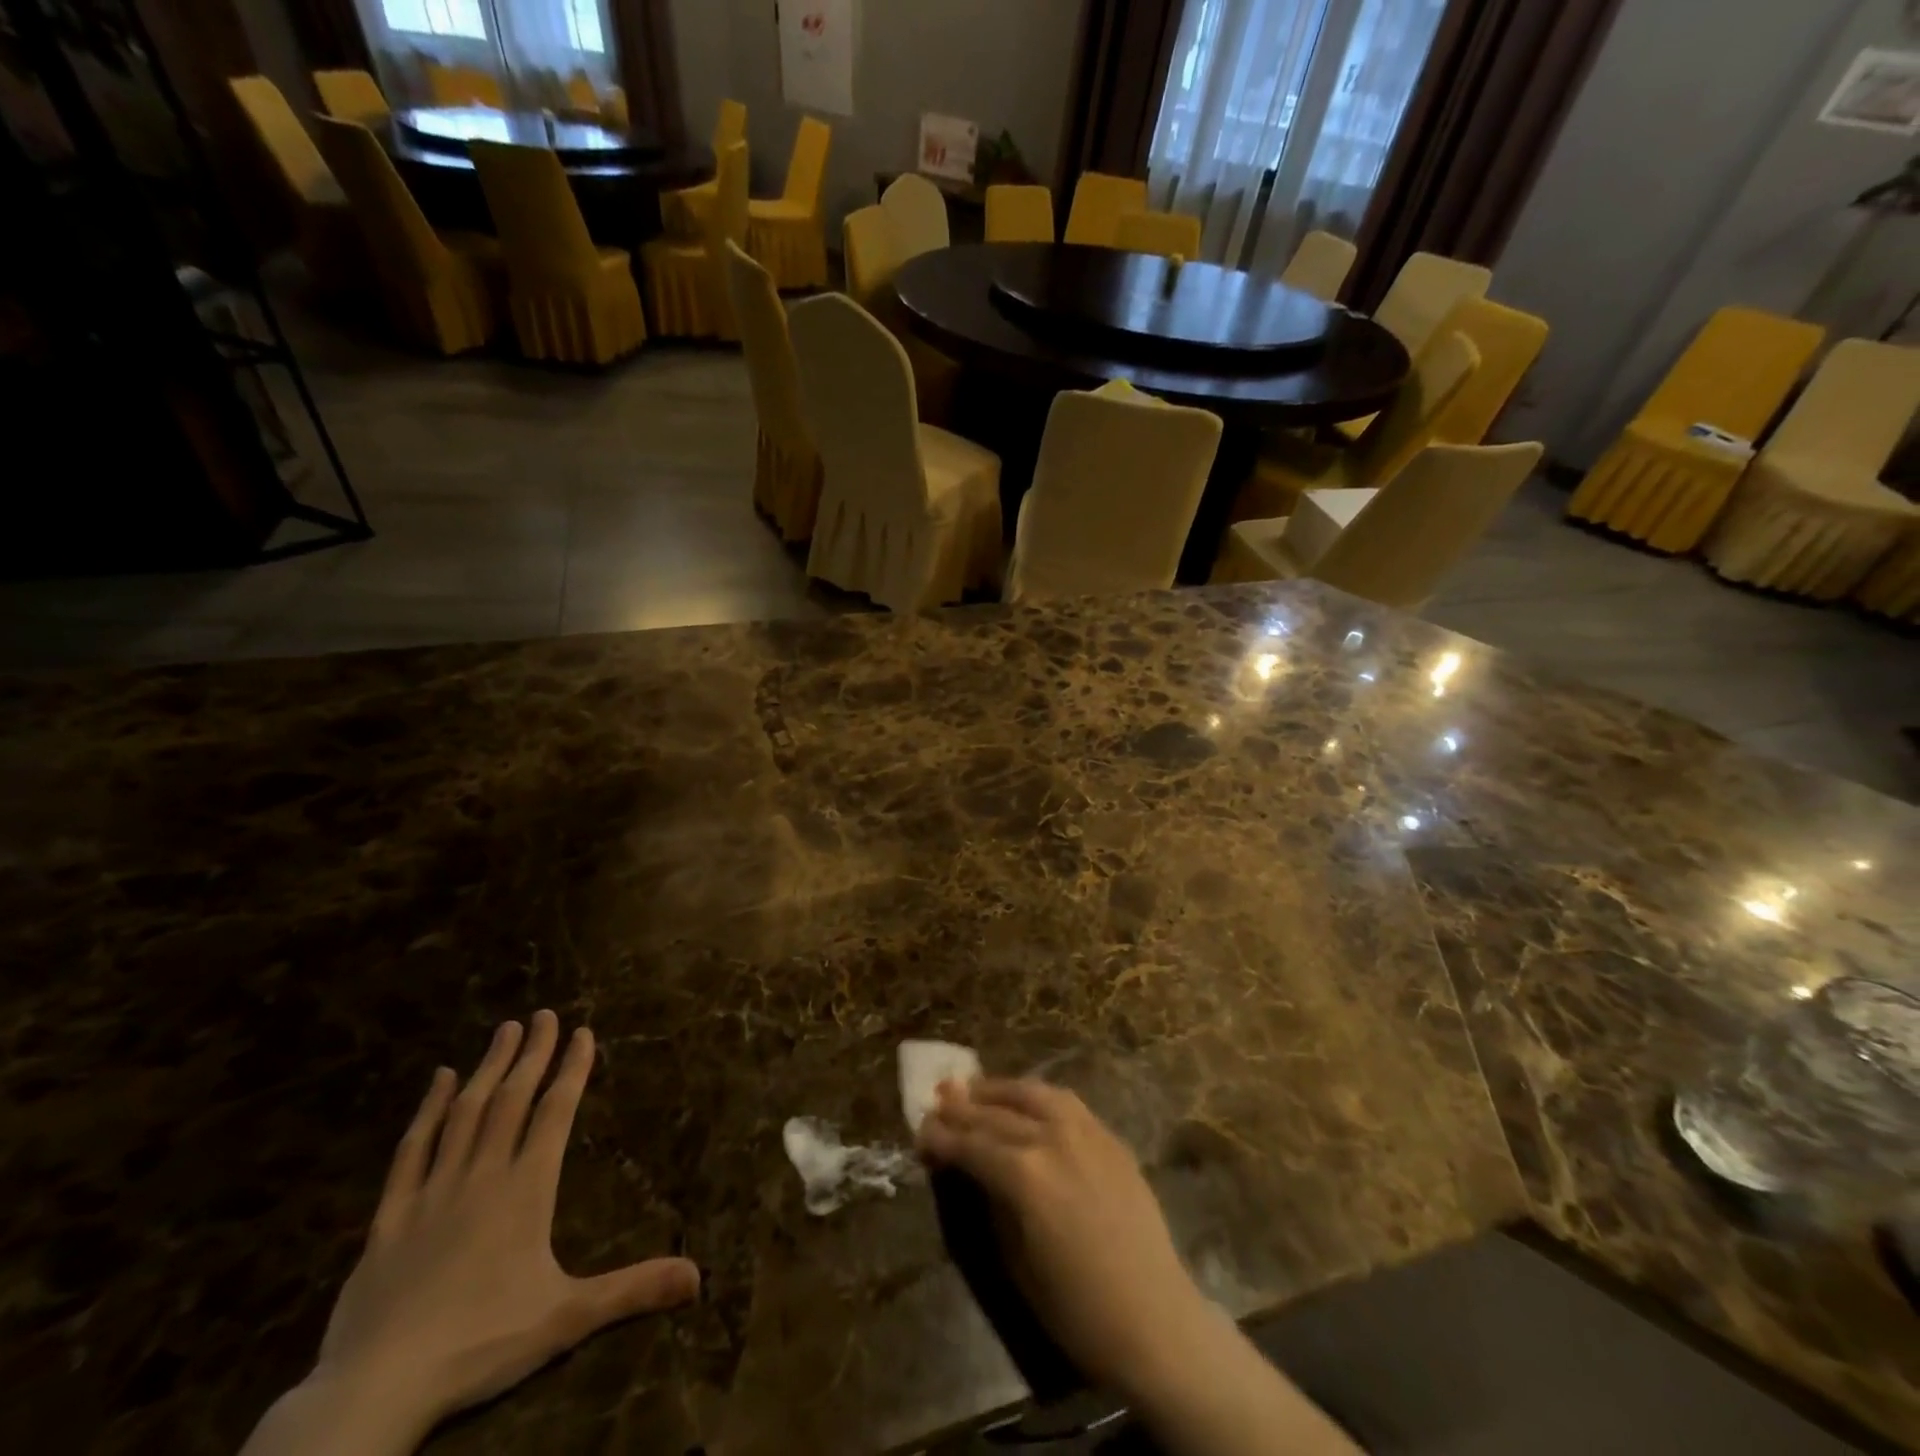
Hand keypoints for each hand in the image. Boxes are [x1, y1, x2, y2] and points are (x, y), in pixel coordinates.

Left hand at [243, 1011, 698, 1455]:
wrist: (374, 1391)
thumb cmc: (480, 1345)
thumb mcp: (567, 1318)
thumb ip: (632, 1290)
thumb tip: (698, 1277)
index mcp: (526, 1189)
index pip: (556, 1112)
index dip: (572, 1069)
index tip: (583, 1032)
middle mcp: (482, 1176)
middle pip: (512, 1100)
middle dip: (532, 1053)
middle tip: (544, 1014)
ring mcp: (432, 1192)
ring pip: (465, 1113)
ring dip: (489, 1068)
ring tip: (505, 1029)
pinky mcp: (389, 1217)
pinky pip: (412, 1150)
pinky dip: (428, 1110)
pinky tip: (441, 1080)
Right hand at [920, 1080, 1361, 1455]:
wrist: (1154, 1318)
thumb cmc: (1077, 1308)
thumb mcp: (1016, 1260)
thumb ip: (992, 1202)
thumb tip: (971, 1167)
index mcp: (1024, 1174)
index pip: (972, 1144)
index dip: (943, 1137)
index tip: (921, 1130)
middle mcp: (1052, 1138)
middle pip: (997, 1114)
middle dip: (963, 1108)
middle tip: (937, 1101)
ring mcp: (1085, 1131)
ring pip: (1032, 1094)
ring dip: (999, 1089)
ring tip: (974, 1087)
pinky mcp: (1109, 1136)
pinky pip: (1066, 1102)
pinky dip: (1037, 1095)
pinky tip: (1025, 1098)